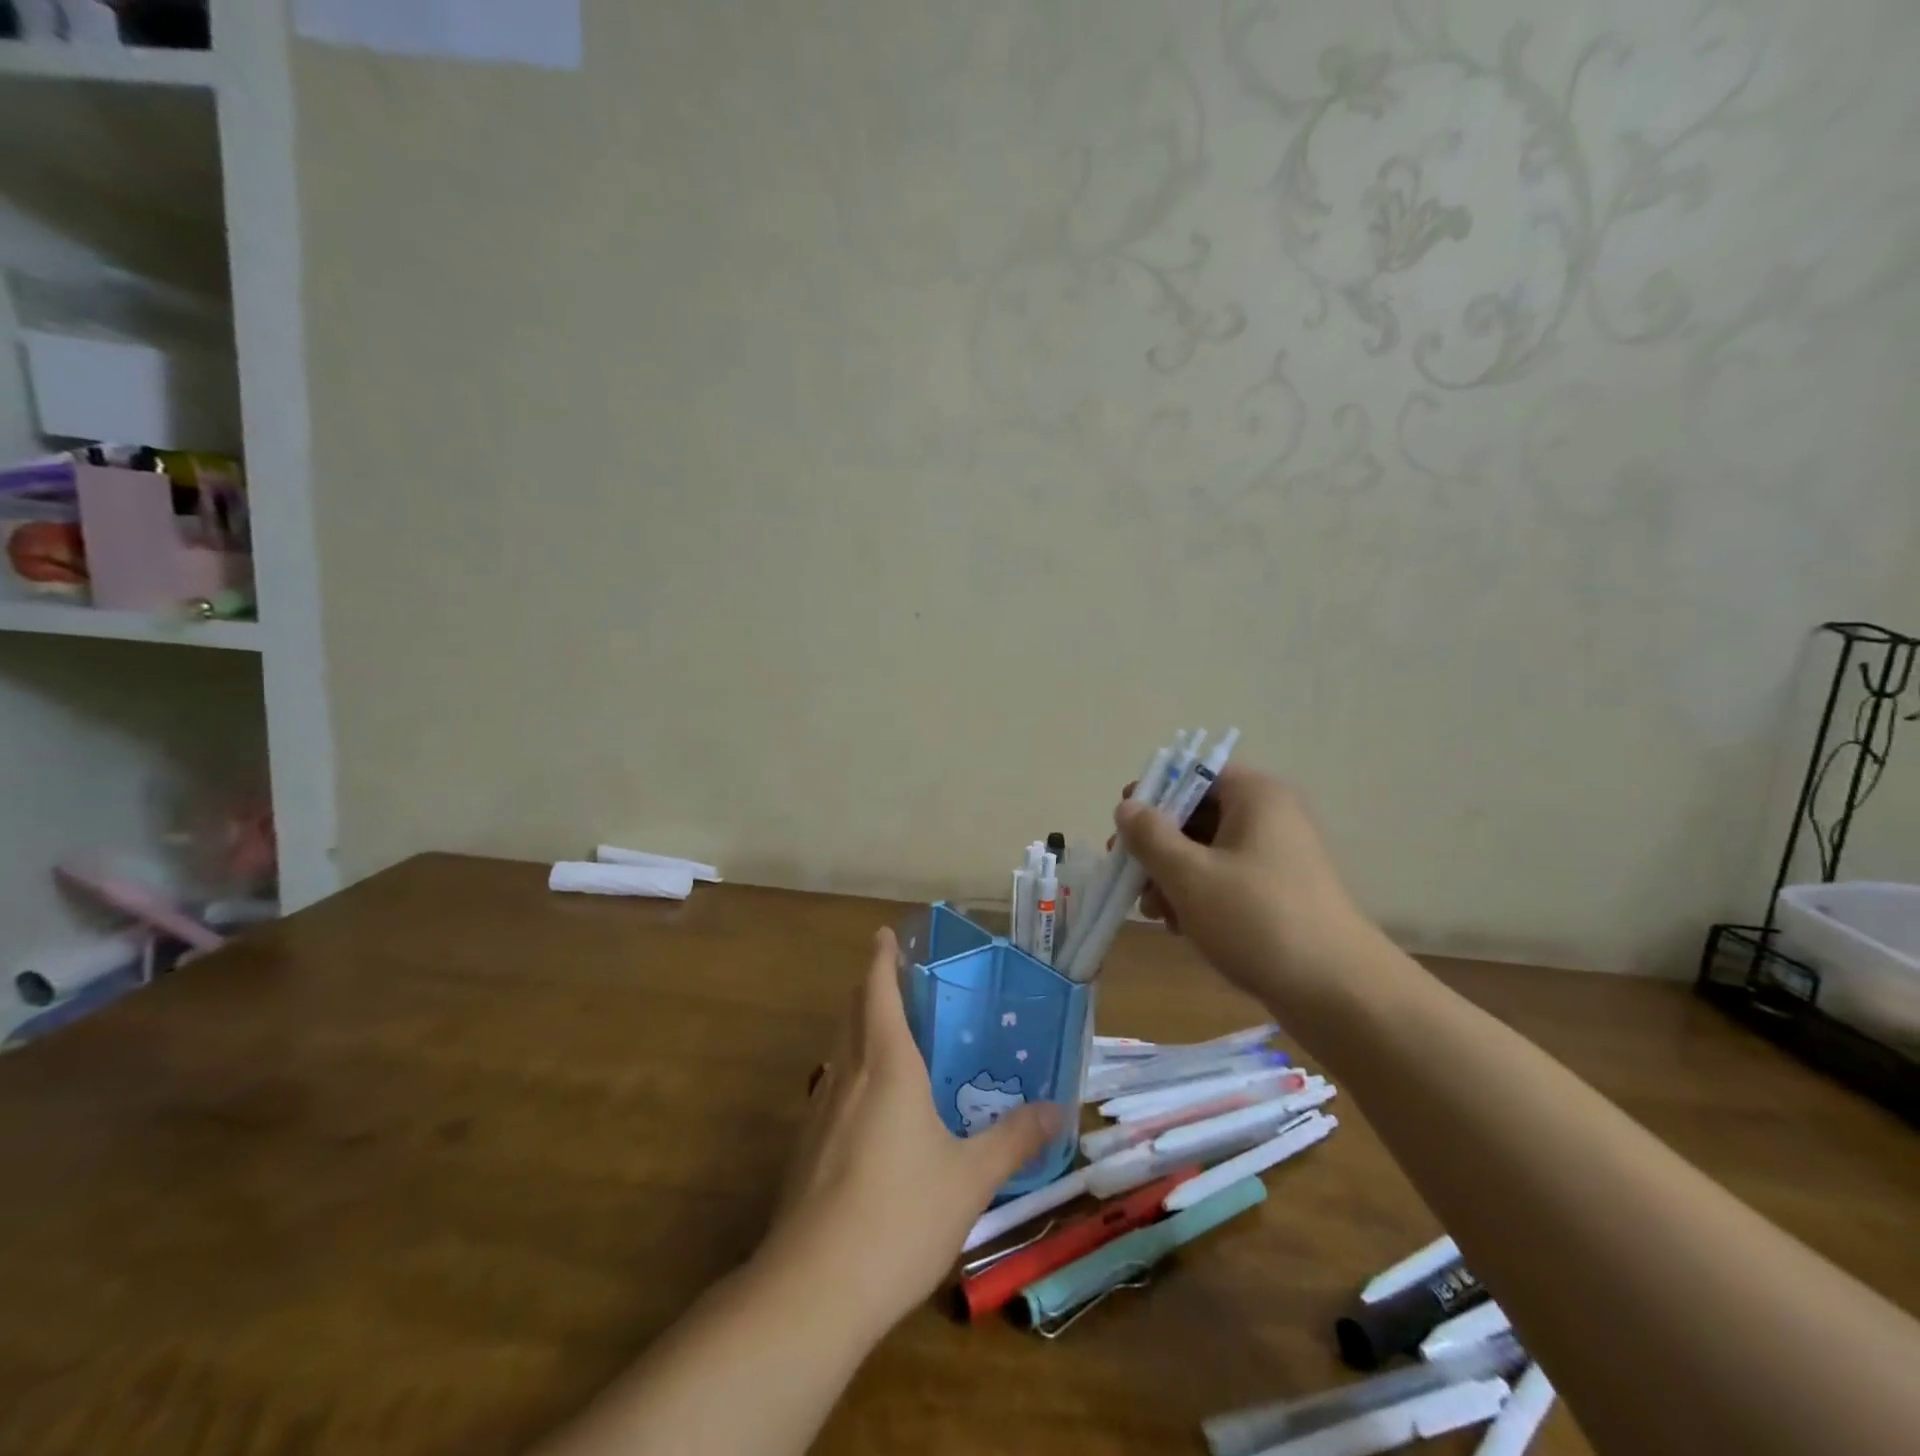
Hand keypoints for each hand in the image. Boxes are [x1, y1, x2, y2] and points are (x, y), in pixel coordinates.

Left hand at [761, 929, 1063, 1335]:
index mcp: (886, 1066)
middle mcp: (847, 1076)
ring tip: (891, 1038)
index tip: (885, 935)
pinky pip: (832, 1090)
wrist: (814, 1289)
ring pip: (839, 1052)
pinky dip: (852, 1074)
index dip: (881, 959)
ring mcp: (819, 1112)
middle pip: (853, 1014)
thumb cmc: (900, 1215)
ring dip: (859, 1030)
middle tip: (900, 981)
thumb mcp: (970, 1178)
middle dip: (871, 989)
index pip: (878, 991)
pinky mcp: (805, 1148)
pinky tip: (872, 1111)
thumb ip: (1013, 1140)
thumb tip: (1057, 1110)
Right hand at [1115, 766, 1364, 1000]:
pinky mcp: (1279, 893)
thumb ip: (1150, 836)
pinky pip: (1227, 880)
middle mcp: (1270, 816)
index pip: (1193, 774)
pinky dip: (1199, 897)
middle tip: (1130, 878)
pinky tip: (1181, 928)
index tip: (1123, 828)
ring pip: (1207, 852)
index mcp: (1255, 796)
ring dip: (1173, 877)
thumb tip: (1127, 807)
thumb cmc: (1257, 920)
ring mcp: (1278, 857)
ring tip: (1155, 913)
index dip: (1153, 795)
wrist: (1339, 993)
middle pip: (1196, 815)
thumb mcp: (1190, 875)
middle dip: (1157, 847)